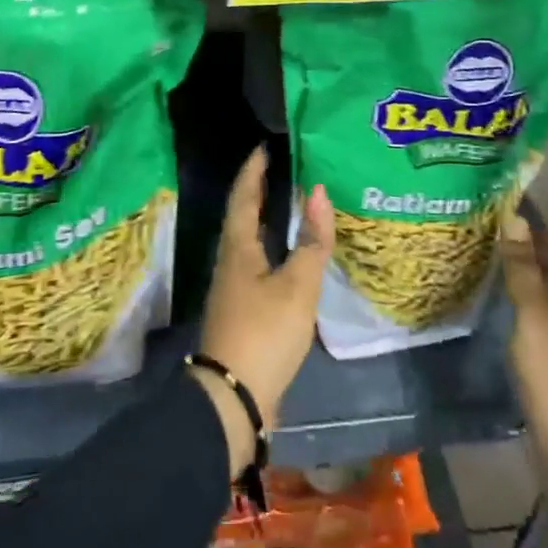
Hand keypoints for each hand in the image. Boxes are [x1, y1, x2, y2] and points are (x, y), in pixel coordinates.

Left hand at [191, 145, 333, 474]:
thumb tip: (317, 190)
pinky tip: (289, 255)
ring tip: (289, 203)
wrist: (232, 400)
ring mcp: (234, 287)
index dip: (253, 170)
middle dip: (259, 190)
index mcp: (238, 247)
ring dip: (265, 218)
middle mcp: (230, 260)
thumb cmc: (264, 333)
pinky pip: (256, 262)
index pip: (243, 196)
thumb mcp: (297, 286)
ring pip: (249, 239)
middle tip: (280, 168)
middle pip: (242, 215)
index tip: (265, 147)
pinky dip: (272, 246)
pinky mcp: (243, 309)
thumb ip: (311, 240)